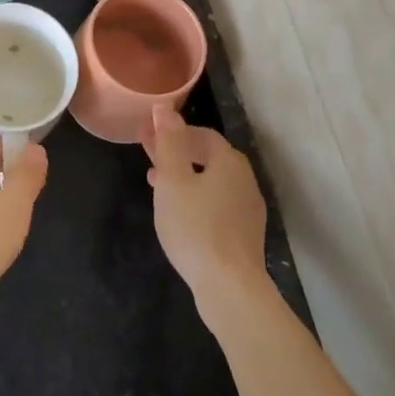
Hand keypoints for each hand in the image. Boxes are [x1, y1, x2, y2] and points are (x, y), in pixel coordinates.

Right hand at [143, 104, 267, 324]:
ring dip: (184, 176)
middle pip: (208, 157)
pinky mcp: (245, 235)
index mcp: (229, 162)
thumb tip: (166, 108)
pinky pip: (217, 204)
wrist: (230, 287)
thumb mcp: (173, 180)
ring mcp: (248, 209)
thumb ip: (169, 142)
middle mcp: (245, 180)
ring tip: (156, 184)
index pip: (201, 134)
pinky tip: (179, 214)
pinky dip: (196, 198)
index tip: (146, 136)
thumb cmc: (196, 227)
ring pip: (212, 182)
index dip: (172, 131)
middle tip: (148, 156)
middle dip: (177, 153)